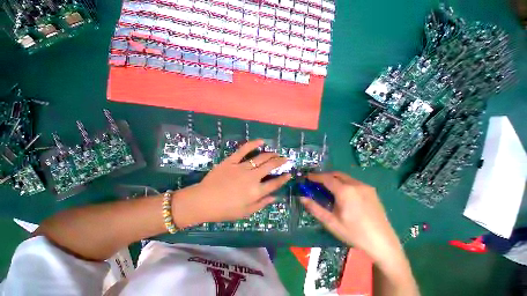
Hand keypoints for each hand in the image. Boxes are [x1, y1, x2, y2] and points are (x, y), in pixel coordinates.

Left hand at [172, 139, 290, 227]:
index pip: (274, 183)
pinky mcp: (232, 161)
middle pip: (270, 166)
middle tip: (285, 159)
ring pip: (260, 158)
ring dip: (270, 154)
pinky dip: (253, 144)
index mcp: (256, 191)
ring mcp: (242, 167)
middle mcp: (252, 177)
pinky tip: (261, 141)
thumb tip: (275, 197)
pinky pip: (243, 150)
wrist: (203, 201)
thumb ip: (261, 204)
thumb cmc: (224, 210)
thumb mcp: (245, 212)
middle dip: (280, 162)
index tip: (289, 174)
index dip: (283, 178)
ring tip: (276, 153)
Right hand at [300, 172, 402, 264]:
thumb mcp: (331, 222)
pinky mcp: (372, 191)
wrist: (383, 244)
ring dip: (334, 179)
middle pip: (336, 174)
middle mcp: (355, 184)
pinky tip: (343, 194)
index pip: (326, 178)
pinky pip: (353, 182)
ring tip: (328, 188)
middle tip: (316, 182)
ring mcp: (365, 187)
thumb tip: (301, 197)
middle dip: (324, 176)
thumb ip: (314, 208)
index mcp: (345, 191)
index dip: (315, 176)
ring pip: (345, 177)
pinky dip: (344, 183)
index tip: (307, 177)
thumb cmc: (354, 233)